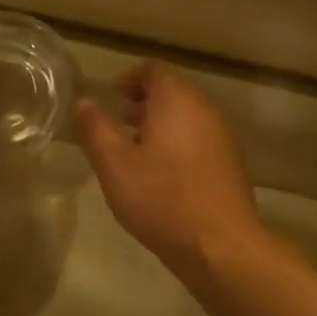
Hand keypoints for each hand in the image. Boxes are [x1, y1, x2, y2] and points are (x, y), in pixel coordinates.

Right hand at [75, 62, 265, 280]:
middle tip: (121, 125)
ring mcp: (224, 136)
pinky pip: (202, 139)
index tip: (112, 99)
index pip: (153, 70)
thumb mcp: (114, 165)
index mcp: (176, 100)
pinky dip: (181, 144)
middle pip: (174, 91)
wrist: (220, 245)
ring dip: (163, 125)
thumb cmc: (161, 198)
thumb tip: (84, 102)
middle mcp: (205, 109)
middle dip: (145, 103)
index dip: (129, 79)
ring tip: (139, 154)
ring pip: (189, 116)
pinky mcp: (232, 163)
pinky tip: (166, 177)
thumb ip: (95, 129)